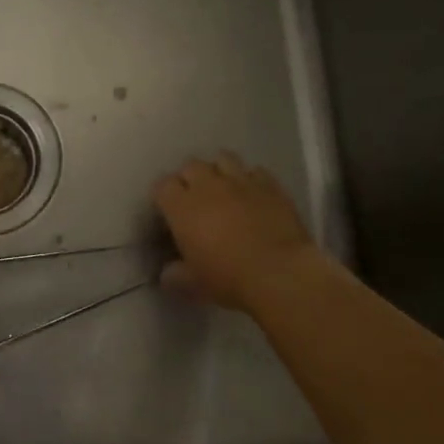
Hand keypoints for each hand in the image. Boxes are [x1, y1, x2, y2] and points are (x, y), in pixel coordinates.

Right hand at [153, 153, 320, 310]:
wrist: (281, 273)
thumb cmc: (229, 278)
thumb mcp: (194, 285)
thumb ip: (175, 275)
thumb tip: (168, 274)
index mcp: (182, 207)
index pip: (163, 186)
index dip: (164, 196)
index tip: (169, 211)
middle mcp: (208, 186)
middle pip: (191, 166)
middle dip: (190, 178)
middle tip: (195, 199)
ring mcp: (241, 181)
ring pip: (223, 158)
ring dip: (219, 171)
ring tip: (224, 189)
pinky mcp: (270, 185)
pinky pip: (256, 171)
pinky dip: (251, 179)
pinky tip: (254, 195)